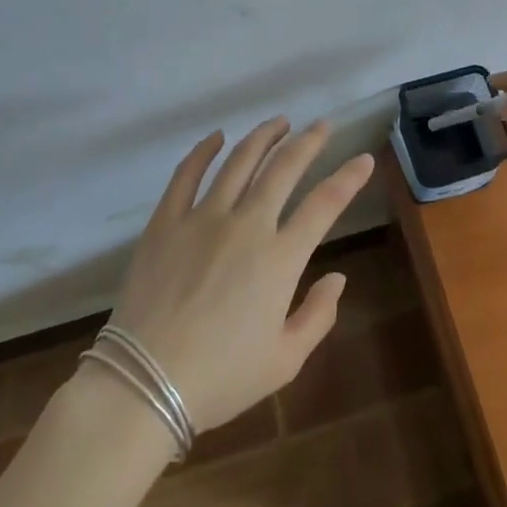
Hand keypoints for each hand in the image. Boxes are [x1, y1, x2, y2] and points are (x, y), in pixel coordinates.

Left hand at [105, 119, 373, 433]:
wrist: (143, 384)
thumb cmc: (220, 378)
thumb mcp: (284, 361)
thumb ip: (317, 316)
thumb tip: (337, 278)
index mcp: (280, 258)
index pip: (324, 204)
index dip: (348, 178)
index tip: (363, 159)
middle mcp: (246, 225)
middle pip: (284, 168)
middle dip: (308, 142)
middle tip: (321, 125)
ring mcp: (203, 218)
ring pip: (239, 161)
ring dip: (263, 136)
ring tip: (279, 122)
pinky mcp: (166, 221)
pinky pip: (187, 174)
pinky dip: (203, 150)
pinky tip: (216, 137)